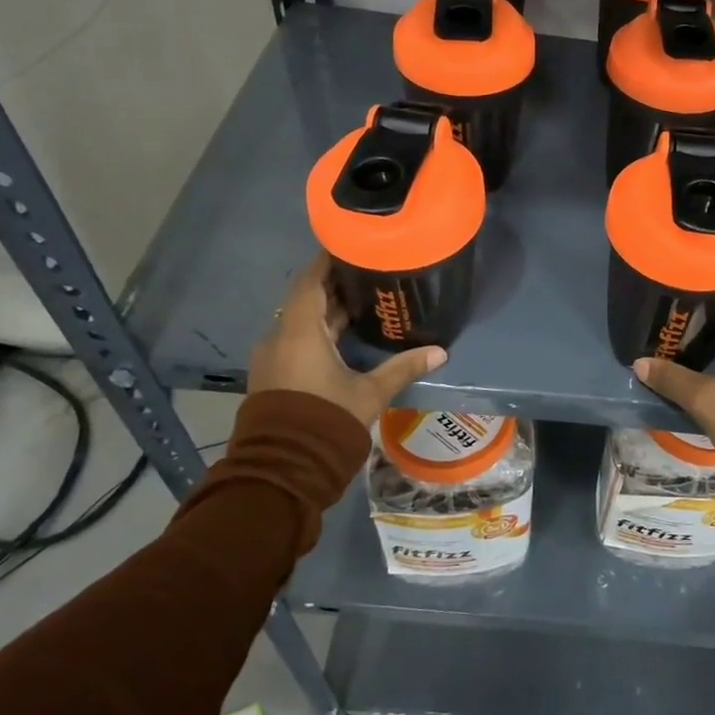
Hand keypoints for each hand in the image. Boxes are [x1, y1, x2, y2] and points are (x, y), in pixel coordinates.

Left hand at [248, 254, 446, 425]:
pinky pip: (295, 339)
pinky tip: (344, 336)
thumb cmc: (327, 420)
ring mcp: (273, 357)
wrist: (283, 469)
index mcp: (300, 332)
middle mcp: (280, 337)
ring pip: (300, 321)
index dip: (327, 261)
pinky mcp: (273, 374)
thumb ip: (402, 368)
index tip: (351, 245)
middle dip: (334, 285)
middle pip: (306, 298)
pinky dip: (317, 331)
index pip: (310, 281)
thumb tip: (440, 352)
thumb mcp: (370, 394)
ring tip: (362, 301)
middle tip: (368, 272)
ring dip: (327, 310)